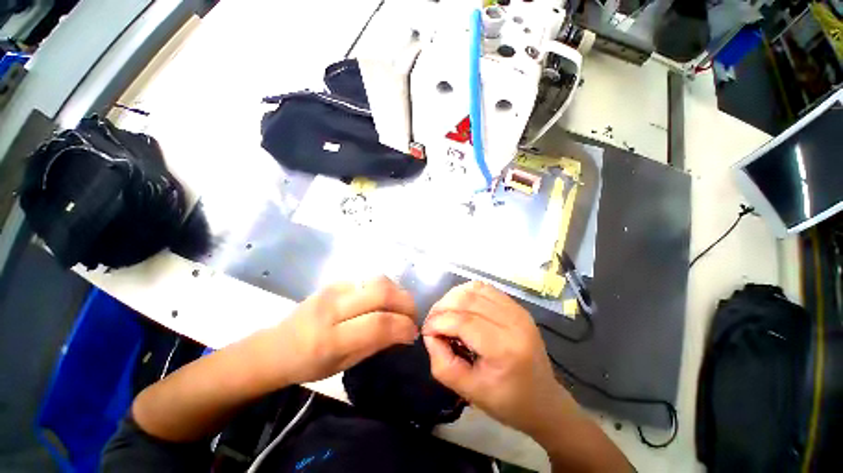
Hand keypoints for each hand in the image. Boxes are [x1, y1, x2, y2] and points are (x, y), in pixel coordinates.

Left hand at [272, 276, 417, 384]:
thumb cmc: (309, 365)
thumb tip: (405, 331)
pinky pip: (370, 279)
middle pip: (381, 293)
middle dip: (406, 303)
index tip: (414, 332)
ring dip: (398, 292)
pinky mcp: (336, 281)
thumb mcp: (343, 365)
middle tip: (413, 316)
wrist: (276, 346)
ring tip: (402, 307)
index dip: (404, 326)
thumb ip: (376, 344)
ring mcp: (334, 289)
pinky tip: (386, 300)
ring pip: (378, 280)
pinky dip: (386, 288)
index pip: (378, 324)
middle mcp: (332, 307)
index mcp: (330, 339)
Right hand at [422, 281, 575, 439]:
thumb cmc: (507, 402)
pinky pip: (485, 289)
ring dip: (453, 297)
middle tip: (432, 322)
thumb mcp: (468, 391)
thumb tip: (430, 334)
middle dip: (442, 307)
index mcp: (505, 348)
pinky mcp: (517, 306)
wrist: (544, 400)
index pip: (463, 321)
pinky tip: (460, 306)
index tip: (426, 331)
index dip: (438, 322)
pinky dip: (466, 293)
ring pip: (475, 289)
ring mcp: (518, 310)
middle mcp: (514, 322)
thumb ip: (442, 363)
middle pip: (467, 300)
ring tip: (444, 313)